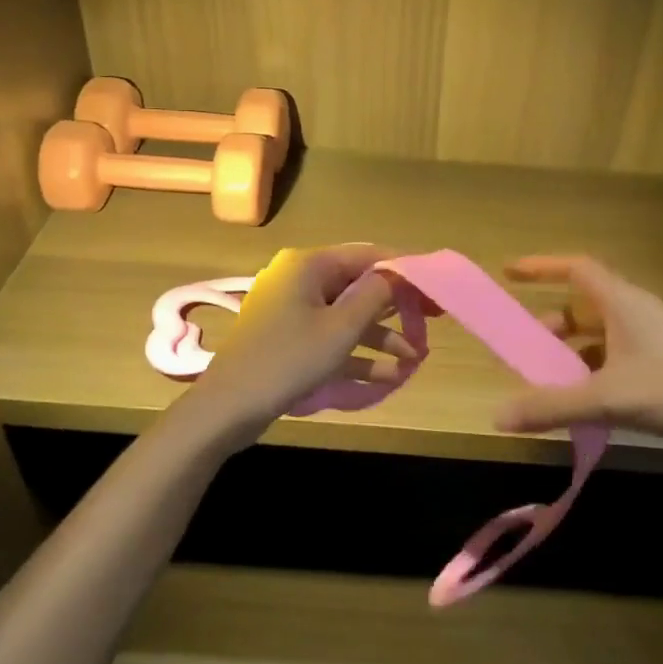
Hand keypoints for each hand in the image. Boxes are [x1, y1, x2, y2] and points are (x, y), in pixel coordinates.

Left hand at [188, 244, 422, 433]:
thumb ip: (375, 296)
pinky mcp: (289, 340)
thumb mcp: (340, 328)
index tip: (434, 287)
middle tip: (432, 321)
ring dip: (381, 337)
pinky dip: (357, 354)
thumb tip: (398, 273)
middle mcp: (301, 280)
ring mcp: (293, 312)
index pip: (367, 255)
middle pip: (359, 286)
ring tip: (416, 360)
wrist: (227, 408)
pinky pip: (331, 339)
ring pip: (348, 316)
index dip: (404, 270)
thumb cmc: (288, 359)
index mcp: (309, 265)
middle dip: (396, 308)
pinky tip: (389, 376)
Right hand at [494, 256, 662, 452]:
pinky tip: (587, 410)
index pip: (575, 269)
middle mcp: (638, 316)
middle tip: (524, 351)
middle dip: (550, 325)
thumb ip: (554, 406)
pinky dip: (595, 379)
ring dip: (572, 357)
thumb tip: (496, 415)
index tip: (508, 274)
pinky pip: (618, 366)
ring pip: (602, 340)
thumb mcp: (613, 397)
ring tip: (548, 386)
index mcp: (623, 303)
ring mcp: (656, 345)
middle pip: (584, 308)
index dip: (541, 267)